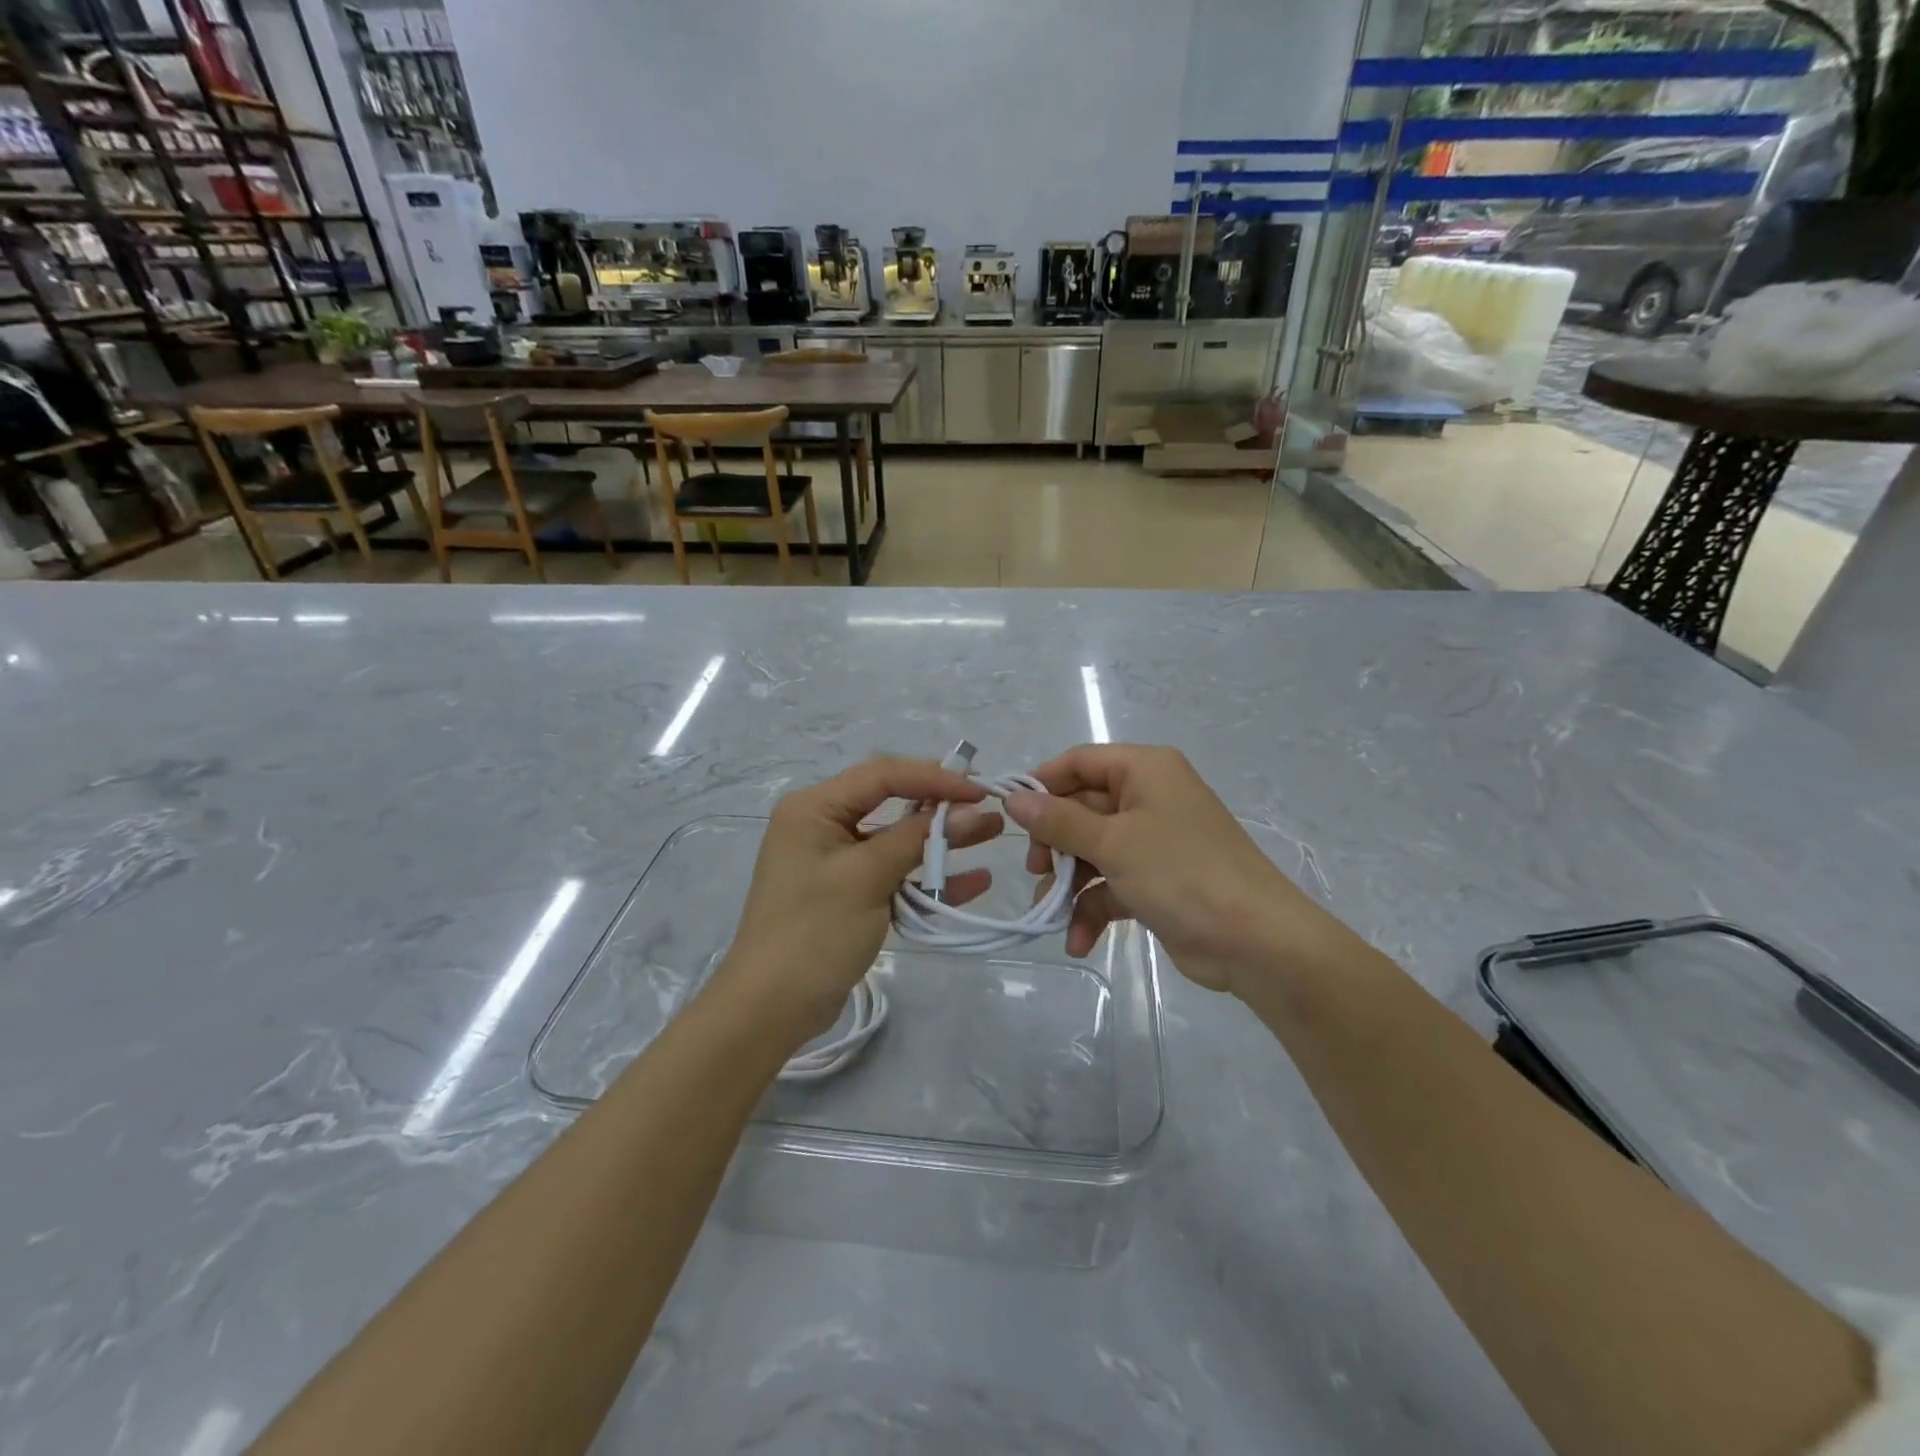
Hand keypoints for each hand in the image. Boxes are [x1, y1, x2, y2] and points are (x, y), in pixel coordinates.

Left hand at [714, 757, 1000, 1043]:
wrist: (770, 1008)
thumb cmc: (814, 931)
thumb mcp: (868, 877)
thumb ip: (918, 838)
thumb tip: (970, 811)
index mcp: (815, 808)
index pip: (883, 775)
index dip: (935, 777)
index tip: (980, 789)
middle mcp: (822, 824)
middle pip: (891, 801)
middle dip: (941, 805)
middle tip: (988, 806)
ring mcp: (835, 860)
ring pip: (896, 839)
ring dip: (940, 840)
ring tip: (990, 834)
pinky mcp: (848, 892)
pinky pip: (892, 873)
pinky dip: (926, 878)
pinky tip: (972, 882)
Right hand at [1004, 744, 1345, 994]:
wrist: (1256, 941)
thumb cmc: (1181, 873)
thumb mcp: (1114, 843)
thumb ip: (1059, 821)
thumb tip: (1014, 799)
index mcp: (1145, 770)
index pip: (1080, 762)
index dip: (1043, 785)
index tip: (1010, 815)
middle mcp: (1149, 798)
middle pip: (1082, 809)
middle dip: (1054, 845)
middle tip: (1036, 871)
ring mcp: (1153, 842)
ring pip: (1092, 852)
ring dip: (1069, 885)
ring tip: (1051, 916)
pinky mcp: (1156, 882)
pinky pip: (1111, 885)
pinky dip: (1093, 909)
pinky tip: (1078, 940)